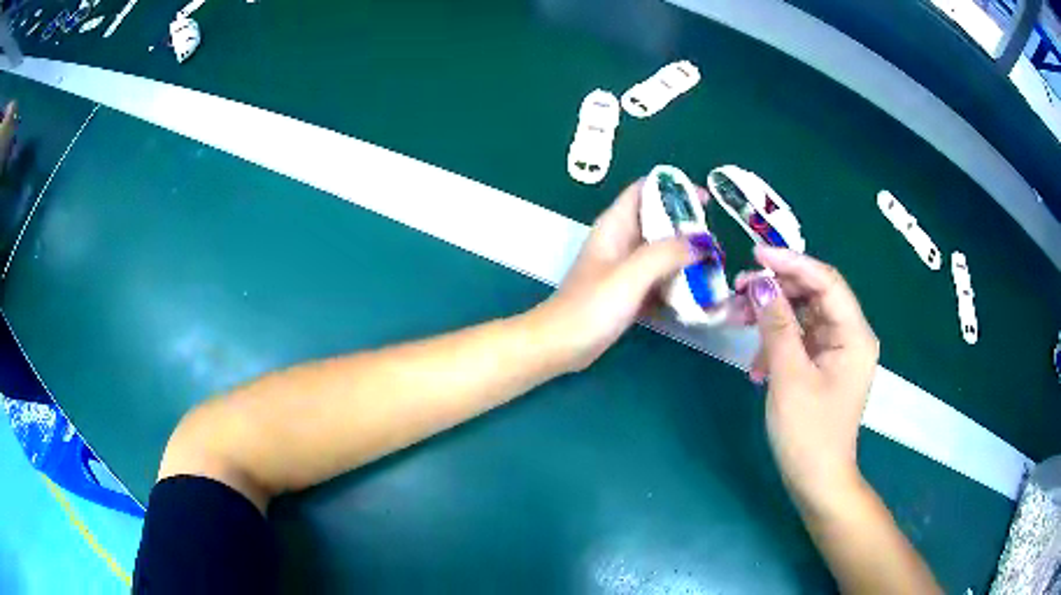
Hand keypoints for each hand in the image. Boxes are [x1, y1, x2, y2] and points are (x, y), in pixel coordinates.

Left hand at [533, 181, 708, 371]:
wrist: (560, 345)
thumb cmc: (591, 306)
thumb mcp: (630, 274)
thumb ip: (666, 253)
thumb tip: (702, 242)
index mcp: (615, 225)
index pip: (645, 190)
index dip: (675, 188)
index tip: (706, 200)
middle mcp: (621, 241)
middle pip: (659, 221)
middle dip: (688, 228)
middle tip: (716, 243)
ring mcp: (624, 268)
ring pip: (661, 252)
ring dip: (686, 258)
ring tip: (713, 268)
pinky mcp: (628, 292)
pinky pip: (659, 279)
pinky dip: (676, 283)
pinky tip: (698, 295)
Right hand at [736, 247, 878, 507]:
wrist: (816, 481)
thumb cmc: (808, 433)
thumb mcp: (789, 377)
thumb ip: (777, 326)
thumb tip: (761, 284)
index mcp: (854, 335)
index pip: (826, 282)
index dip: (792, 262)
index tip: (756, 255)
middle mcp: (850, 336)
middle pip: (814, 295)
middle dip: (776, 290)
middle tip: (738, 290)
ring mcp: (837, 351)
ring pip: (803, 316)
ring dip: (771, 316)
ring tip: (737, 320)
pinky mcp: (823, 366)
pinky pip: (799, 339)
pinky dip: (776, 343)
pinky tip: (755, 365)